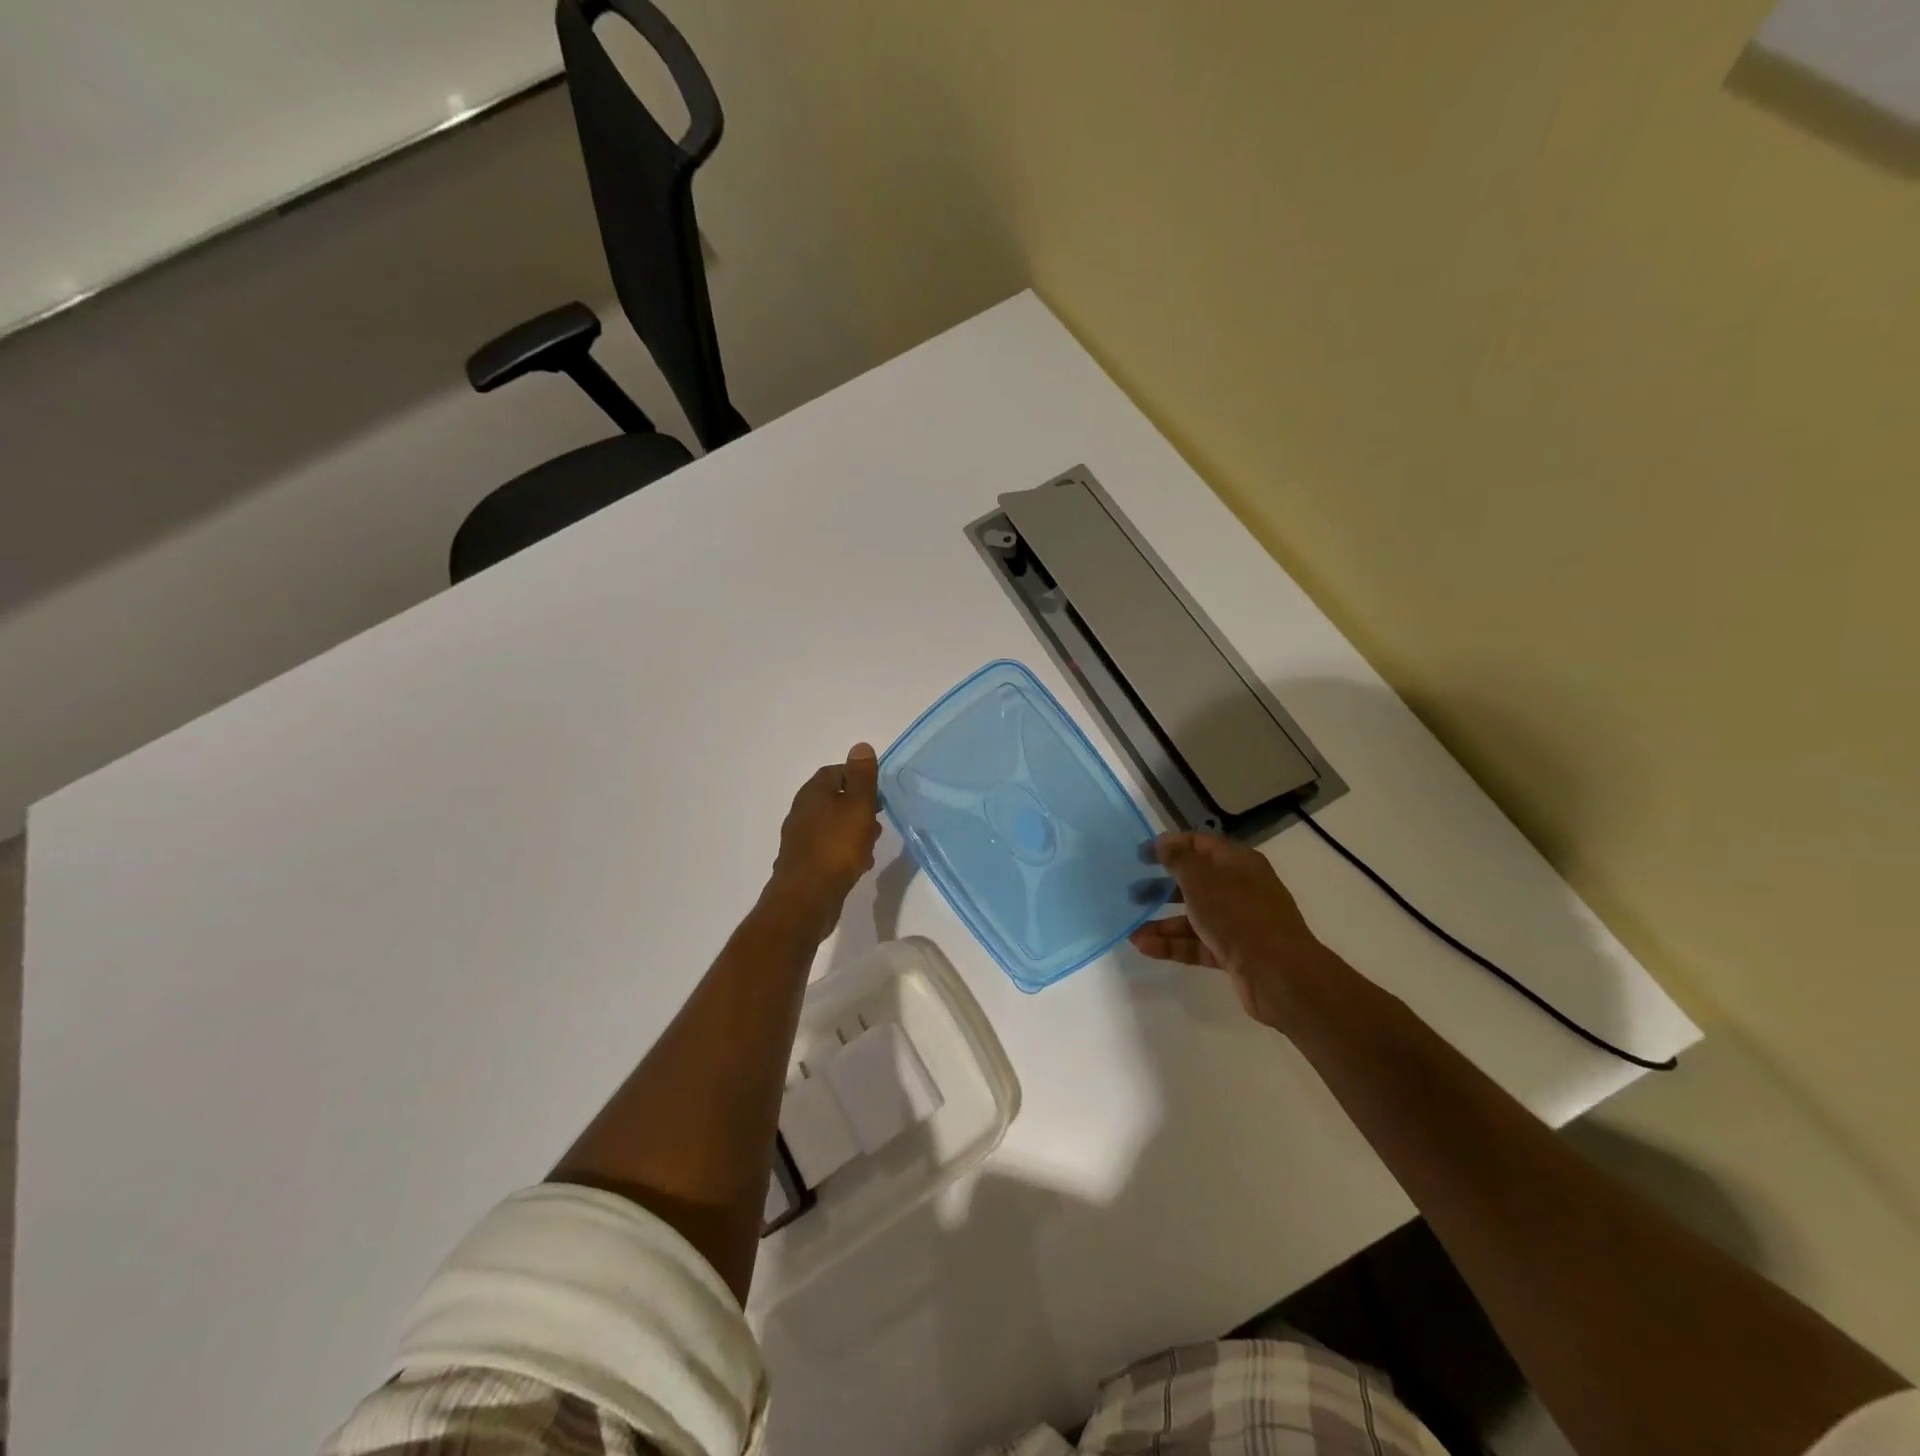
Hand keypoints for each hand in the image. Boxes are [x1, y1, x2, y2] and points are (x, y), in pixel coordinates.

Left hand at [765, 743, 882, 937]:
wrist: (806, 898)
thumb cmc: (836, 847)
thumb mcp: (857, 806)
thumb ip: (862, 777)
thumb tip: (861, 746)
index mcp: (813, 792)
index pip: (837, 771)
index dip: (860, 778)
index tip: (879, 793)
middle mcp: (802, 811)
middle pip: (836, 799)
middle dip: (860, 807)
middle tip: (878, 819)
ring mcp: (801, 838)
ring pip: (834, 825)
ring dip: (855, 831)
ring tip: (872, 845)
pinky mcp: (805, 863)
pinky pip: (830, 848)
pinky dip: (846, 851)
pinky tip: (859, 865)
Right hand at [1128, 831, 1336, 1028]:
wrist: (1280, 975)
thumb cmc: (1238, 916)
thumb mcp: (1202, 880)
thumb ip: (1178, 859)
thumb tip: (1164, 842)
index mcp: (1238, 863)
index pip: (1199, 844)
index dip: (1169, 846)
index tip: (1139, 856)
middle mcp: (1240, 888)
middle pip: (1195, 881)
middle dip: (1162, 886)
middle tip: (1132, 893)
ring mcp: (1239, 923)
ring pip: (1195, 916)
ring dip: (1163, 921)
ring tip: (1132, 929)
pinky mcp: (1235, 953)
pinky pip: (1198, 943)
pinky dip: (1174, 944)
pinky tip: (1145, 947)